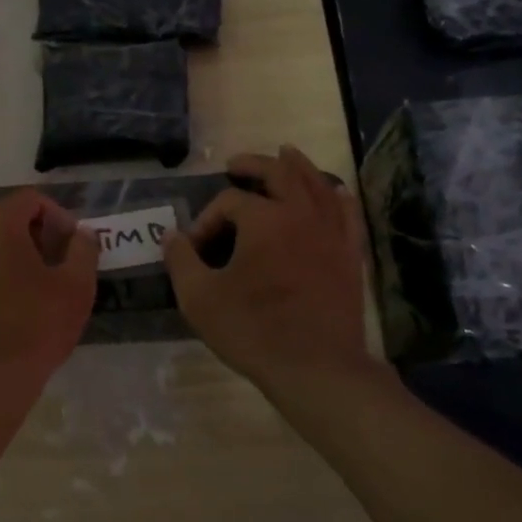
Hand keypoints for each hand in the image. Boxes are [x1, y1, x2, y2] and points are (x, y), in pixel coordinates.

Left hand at [0, 190, 97, 397]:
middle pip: (1, 216)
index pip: (31, 200)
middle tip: (47, 267)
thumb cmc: (36, 329)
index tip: (68, 248)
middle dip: (27, 234)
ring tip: (13, 281)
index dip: (56, 218)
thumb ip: (83, 247)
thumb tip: (79, 232)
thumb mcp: (77, 286)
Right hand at [163, 146, 373, 393]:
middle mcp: (301, 214)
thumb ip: (181, 261)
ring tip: (286, 154)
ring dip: (298, 166)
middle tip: (236, 163)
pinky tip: (334, 190)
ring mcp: (331, 232)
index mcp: (263, 219)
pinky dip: (338, 196)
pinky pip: (347, 213)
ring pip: (317, 184)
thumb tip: (170, 235)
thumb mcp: (200, 298)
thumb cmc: (253, 330)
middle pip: (280, 173)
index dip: (206, 220)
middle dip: (254, 165)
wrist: (316, 367)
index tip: (195, 249)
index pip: (229, 202)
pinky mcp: (350, 254)